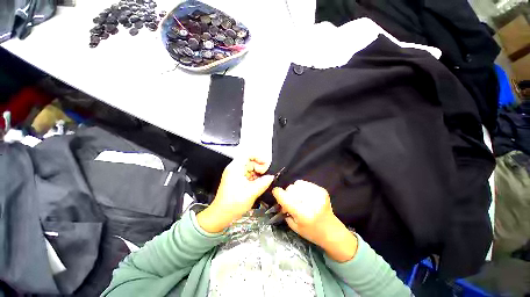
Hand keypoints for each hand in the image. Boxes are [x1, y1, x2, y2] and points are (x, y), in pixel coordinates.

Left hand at [197, 157, 273, 232]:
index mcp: (236, 168)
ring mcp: (236, 175)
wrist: (221, 216)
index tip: (266, 165)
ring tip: (263, 181)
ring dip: (258, 174)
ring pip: (250, 169)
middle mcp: (235, 169)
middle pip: (250, 162)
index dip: (258, 158)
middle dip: (260, 167)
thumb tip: (271, 177)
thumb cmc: (233, 203)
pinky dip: (255, 178)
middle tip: (266, 176)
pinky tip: (259, 184)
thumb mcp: (251, 192)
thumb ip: (263, 183)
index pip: (248, 155)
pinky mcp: (237, 181)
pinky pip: (248, 175)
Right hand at [272, 180, 357, 262]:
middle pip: (290, 188)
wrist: (332, 232)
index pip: (284, 197)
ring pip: (297, 183)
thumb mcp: (294, 226)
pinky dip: (303, 188)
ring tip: (300, 198)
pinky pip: (306, 183)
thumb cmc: (311, 232)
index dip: (277, 193)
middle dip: (287, 194)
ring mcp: (317, 195)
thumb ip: (285, 210)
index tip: (276, 193)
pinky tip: (306, 196)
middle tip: (291, 201)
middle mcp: (310, 202)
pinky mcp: (322, 191)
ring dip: (295, 190)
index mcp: (302, 213)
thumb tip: (280, 198)